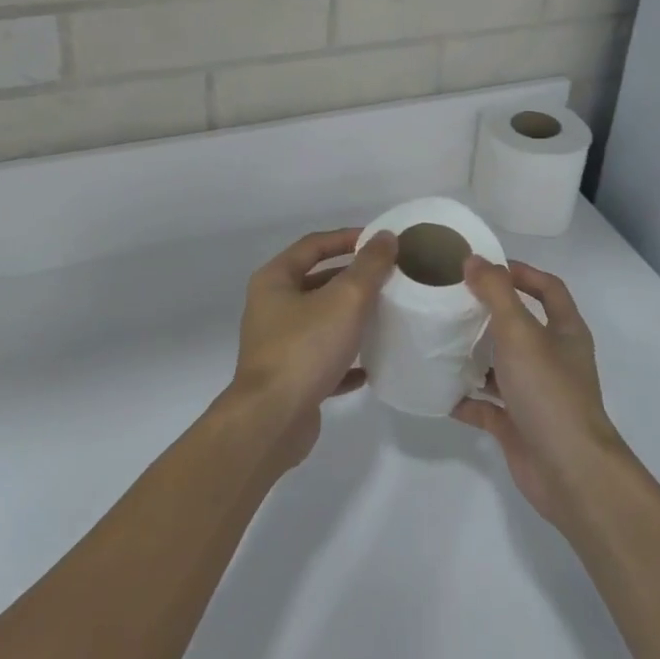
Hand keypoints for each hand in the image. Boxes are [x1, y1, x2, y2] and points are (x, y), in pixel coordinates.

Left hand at [228, 227, 397, 469]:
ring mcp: (278, 345)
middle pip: (317, 281)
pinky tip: (370, 366)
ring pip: (321, 321)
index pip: (314, 245)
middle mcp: (271, 308)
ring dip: (350, 318)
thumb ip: (369, 266)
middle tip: (388, 277)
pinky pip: (322, 360)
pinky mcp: (289, 379)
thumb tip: (386, 237)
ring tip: (385, 315)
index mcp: (275, 280)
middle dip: (352, 278)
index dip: (347, 238)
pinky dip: (345, 359)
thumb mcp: (345, 299)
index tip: (379, 241)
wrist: (272, 421)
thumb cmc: (305, 348)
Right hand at [453, 258, 628, 529]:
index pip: (548, 288)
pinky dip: (465, 399)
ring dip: (475, 356)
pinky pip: (487, 406)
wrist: (570, 472)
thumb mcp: (520, 332)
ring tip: (439, 341)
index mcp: (565, 331)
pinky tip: (439, 392)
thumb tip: (473, 260)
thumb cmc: (549, 391)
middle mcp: (553, 359)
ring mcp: (536, 394)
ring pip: (502, 366)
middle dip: (489, 313)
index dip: (521, 273)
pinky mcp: (518, 425)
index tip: (485, 266)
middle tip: (452, 301)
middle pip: (521, 325)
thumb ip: (495, 293)